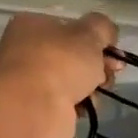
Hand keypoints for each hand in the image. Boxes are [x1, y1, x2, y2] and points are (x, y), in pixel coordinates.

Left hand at [0, 11, 119, 137]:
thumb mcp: (90, 33)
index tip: (114, 53)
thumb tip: (106, 35)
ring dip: (89, 87)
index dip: (96, 39)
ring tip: (95, 94)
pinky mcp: (32, 109)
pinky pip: (64, 103)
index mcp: (30, 25)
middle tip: (111, 74)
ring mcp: (26, 82)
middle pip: (71, 55)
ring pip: (70, 80)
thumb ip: (103, 27)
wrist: (32, 111)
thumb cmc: (59, 62)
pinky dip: (77, 105)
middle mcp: (23, 51)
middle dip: (97, 65)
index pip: (70, 27)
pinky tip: (84, 108)